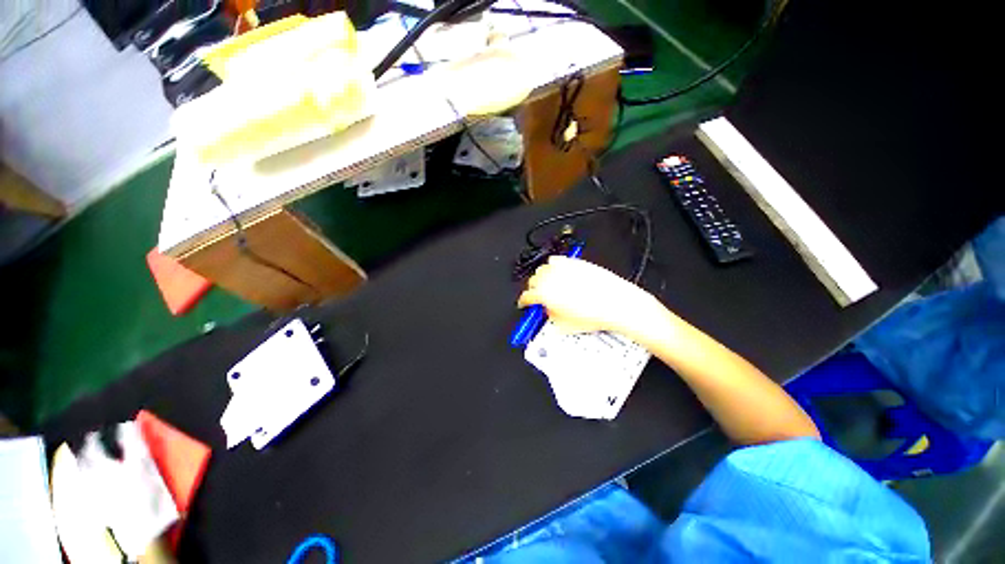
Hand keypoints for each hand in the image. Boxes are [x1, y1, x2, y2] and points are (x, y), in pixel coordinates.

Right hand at [517, 256, 664, 338]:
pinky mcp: (574, 262)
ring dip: (542, 277)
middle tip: (539, 297)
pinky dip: (554, 266)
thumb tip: (547, 312)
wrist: (615, 304)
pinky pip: (557, 260)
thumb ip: (549, 317)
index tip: (525, 304)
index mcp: (544, 293)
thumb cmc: (593, 314)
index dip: (524, 302)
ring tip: (549, 285)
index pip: (526, 296)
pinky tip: (560, 273)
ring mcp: (563, 268)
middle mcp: (551, 277)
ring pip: (543, 268)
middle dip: (533, 289)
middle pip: (533, 280)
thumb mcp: (564, 326)